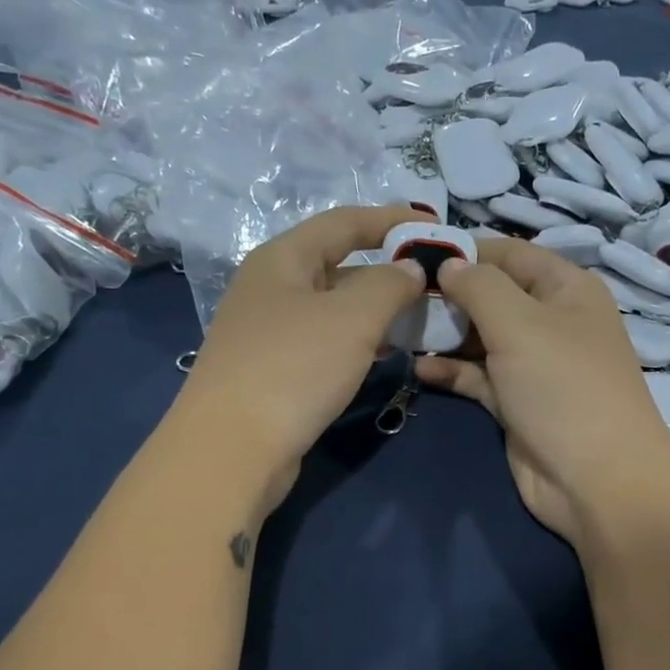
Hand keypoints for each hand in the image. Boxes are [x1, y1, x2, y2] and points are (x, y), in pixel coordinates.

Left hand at [179, 205, 426, 515]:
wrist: (232, 448)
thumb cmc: (294, 369)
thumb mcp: (352, 319)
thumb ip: (389, 285)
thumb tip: (410, 270)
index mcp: (282, 259)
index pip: (345, 223)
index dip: (393, 220)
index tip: (438, 228)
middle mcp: (270, 288)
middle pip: (338, 265)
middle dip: (388, 271)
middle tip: (435, 284)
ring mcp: (268, 332)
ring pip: (333, 308)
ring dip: (376, 310)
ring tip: (419, 320)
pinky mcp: (273, 371)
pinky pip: (324, 342)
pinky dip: (357, 341)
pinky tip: (382, 355)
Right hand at [413, 236, 669, 541]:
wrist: (596, 481)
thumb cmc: (564, 388)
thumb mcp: (521, 324)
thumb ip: (479, 287)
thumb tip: (449, 264)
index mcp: (566, 289)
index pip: (510, 254)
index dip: (465, 250)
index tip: (413, 255)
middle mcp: (552, 322)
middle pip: (492, 296)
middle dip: (448, 295)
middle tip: (397, 296)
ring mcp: (534, 367)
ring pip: (481, 339)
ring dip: (444, 335)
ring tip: (398, 329)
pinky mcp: (516, 405)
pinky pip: (478, 378)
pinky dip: (452, 371)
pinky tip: (418, 368)